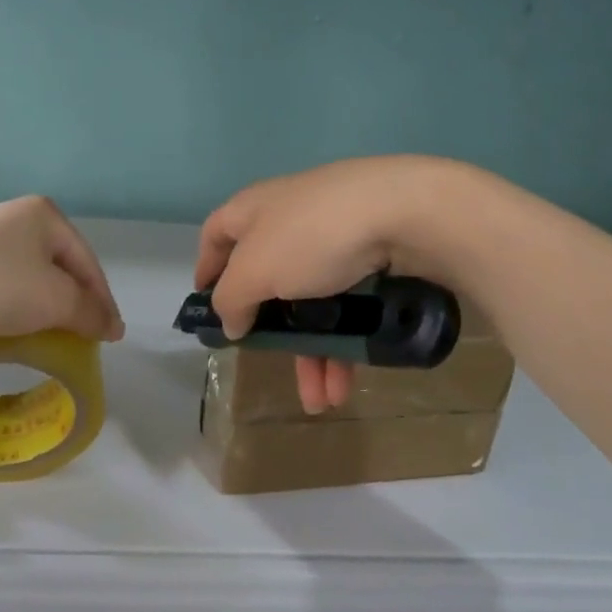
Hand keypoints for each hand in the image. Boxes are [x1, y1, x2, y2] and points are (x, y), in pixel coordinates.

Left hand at [0, 196, 125, 342]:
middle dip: (73, 300)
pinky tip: (8, 320)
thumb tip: (113, 326)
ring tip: (48, 331)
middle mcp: (16, 215)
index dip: (103, 300)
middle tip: (82, 333)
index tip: (112, 336)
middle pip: (59, 264)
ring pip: (28, 272)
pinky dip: (13, 301)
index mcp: (45, 215)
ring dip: (43, 302)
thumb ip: (89, 312)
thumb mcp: (54, 300)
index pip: (88, 261)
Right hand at [195, 157, 472, 413]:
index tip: (206, 307)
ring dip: (312, 353)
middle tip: (268, 364)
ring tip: (321, 401)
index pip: (216, 234)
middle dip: (270, 332)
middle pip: (267, 280)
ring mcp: (334, 239)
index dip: (206, 269)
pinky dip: (342, 344)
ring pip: (311, 303)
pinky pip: (347, 305)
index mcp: (253, 210)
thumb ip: (232, 299)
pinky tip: (345, 386)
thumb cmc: (311, 236)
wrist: (405, 212)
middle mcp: (290, 220)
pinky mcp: (372, 257)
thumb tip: (229, 319)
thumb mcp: (255, 270)